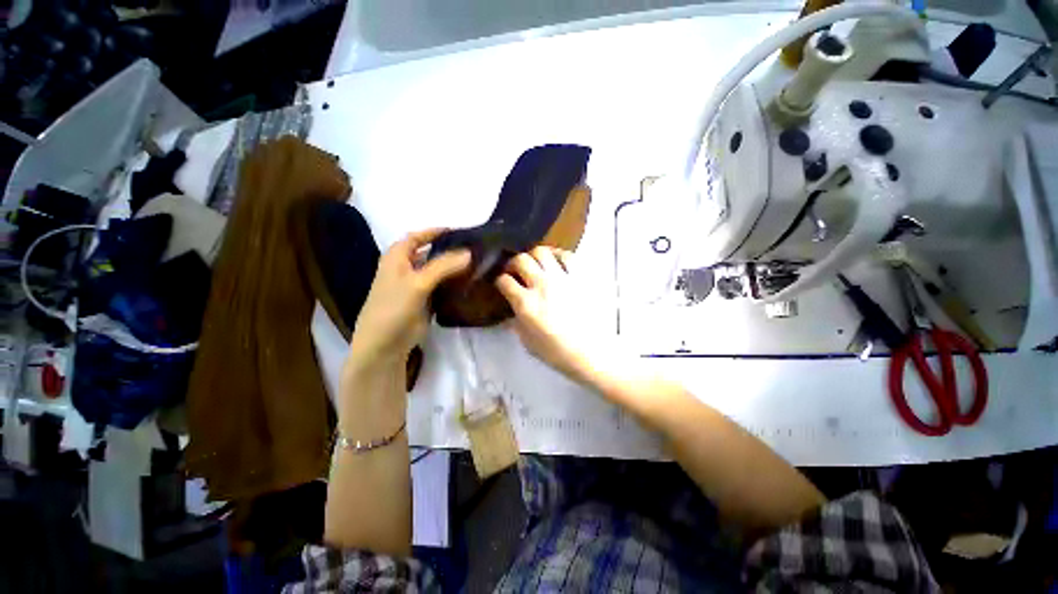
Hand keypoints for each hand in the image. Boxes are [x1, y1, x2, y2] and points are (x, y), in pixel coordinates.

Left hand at [349, 229, 470, 370]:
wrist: (385, 345)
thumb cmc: (394, 308)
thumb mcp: (417, 283)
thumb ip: (443, 266)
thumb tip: (470, 252)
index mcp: (397, 257)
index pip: (418, 236)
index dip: (436, 231)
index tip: (461, 231)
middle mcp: (407, 267)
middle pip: (430, 252)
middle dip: (450, 249)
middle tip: (475, 248)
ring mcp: (417, 285)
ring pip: (438, 270)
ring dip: (454, 267)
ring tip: (478, 263)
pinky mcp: (426, 300)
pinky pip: (442, 286)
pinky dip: (454, 283)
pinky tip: (470, 281)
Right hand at [495, 247, 596, 382]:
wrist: (591, 352)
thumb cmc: (558, 352)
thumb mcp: (528, 342)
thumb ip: (516, 323)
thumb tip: (510, 314)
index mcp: (526, 303)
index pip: (504, 281)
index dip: (500, 281)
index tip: (503, 284)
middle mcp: (542, 285)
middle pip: (521, 260)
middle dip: (513, 264)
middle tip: (515, 271)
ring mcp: (562, 278)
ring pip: (542, 252)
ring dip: (533, 256)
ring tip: (535, 264)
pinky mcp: (580, 276)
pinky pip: (567, 255)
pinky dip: (558, 255)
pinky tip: (556, 263)